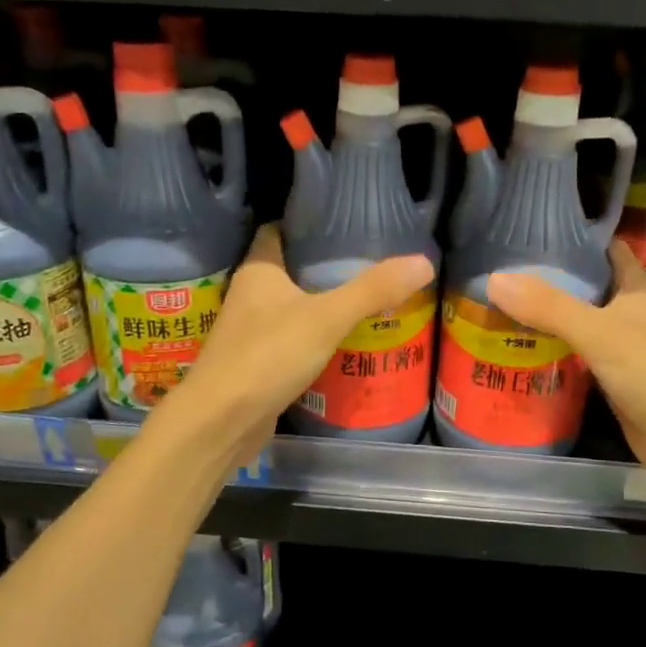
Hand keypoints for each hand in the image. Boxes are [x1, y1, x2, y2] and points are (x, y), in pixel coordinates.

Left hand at [165, 224, 433, 464]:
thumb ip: (373, 290)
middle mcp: (249, 295)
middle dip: (325, 267)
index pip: (279, 230)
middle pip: (290, 269)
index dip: (309, 224)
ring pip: (291, 307)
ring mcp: (250, 331)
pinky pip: (291, 340)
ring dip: (321, 304)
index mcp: (258, 270)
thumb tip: (424, 262)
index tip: (346, 225)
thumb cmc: (268, 356)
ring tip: (366, 299)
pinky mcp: (256, 363)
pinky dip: (314, 338)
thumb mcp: (327, 318)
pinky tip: (343, 342)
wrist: (221, 421)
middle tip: (370, 264)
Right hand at [486, 242, 645, 498]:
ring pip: (576, 324)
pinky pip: (575, 358)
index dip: (573, 239)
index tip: (528, 231)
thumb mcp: (600, 333)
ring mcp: (621, 349)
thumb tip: (494, 279)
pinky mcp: (612, 381)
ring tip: (495, 307)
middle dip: (546, 280)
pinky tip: (517, 351)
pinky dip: (550, 353)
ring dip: (544, 318)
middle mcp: (629, 314)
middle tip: (496, 272)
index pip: (604, 250)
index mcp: (636, 289)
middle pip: (584, 288)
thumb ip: (549, 307)